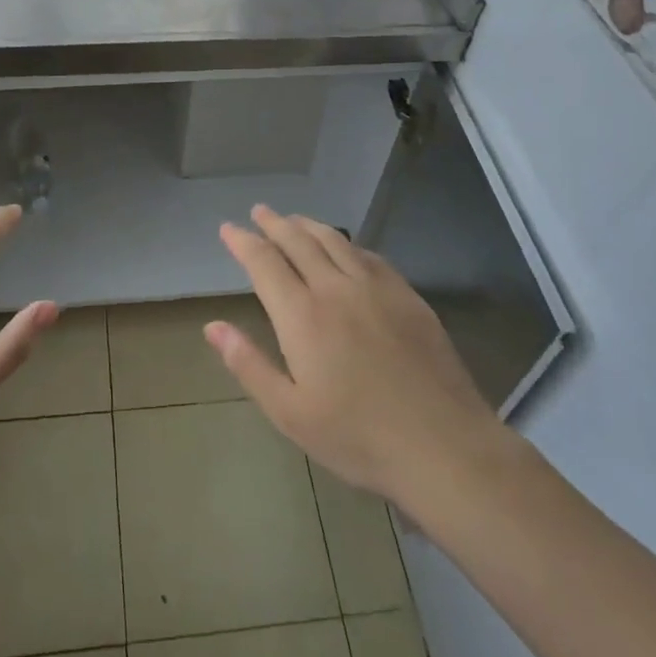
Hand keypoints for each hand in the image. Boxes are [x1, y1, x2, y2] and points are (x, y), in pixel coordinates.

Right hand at [205, 206, 521, 512]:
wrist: (442, 445)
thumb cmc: (358, 437)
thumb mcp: (290, 414)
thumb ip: (249, 365)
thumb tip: (212, 327)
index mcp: (302, 315)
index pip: (264, 262)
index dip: (243, 242)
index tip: (228, 228)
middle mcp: (335, 288)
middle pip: (298, 241)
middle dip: (274, 223)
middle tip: (260, 211)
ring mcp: (375, 287)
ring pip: (335, 240)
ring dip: (308, 225)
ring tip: (294, 219)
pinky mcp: (407, 295)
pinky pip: (369, 255)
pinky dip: (347, 243)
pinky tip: (346, 248)